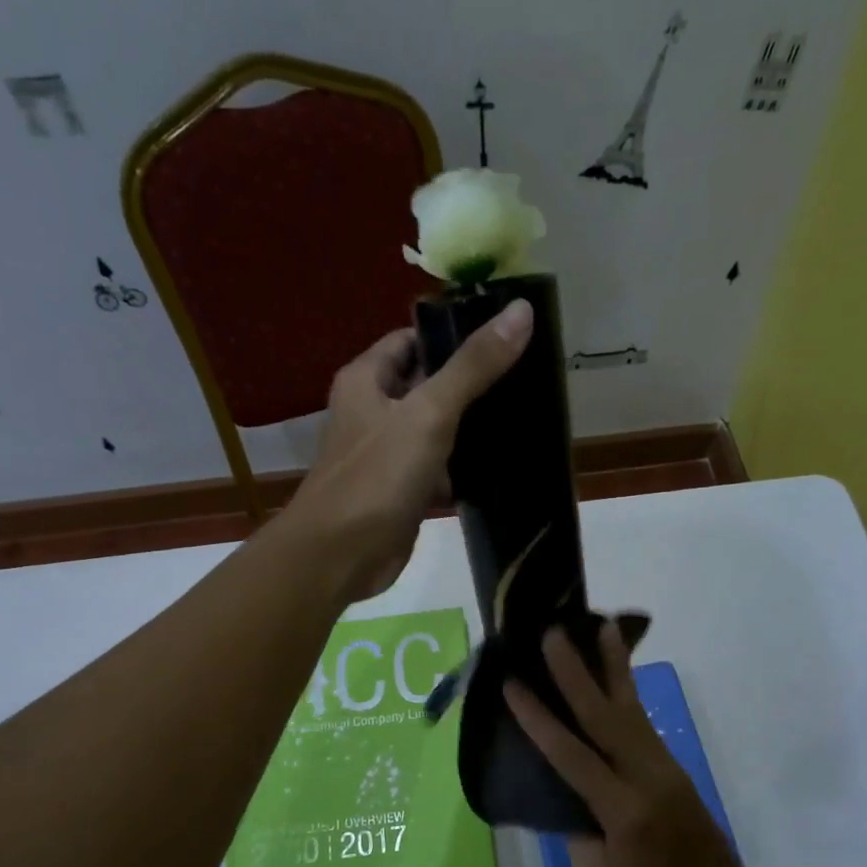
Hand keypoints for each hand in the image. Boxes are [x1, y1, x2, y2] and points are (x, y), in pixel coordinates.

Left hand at [286, 300, 533, 602]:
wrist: (339, 556)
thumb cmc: (376, 477)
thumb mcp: (428, 413)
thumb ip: (473, 366)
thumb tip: (521, 310)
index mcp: (367, 380)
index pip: (414, 339)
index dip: (455, 334)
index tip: (506, 336)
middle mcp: (373, 411)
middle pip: (429, 385)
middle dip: (471, 384)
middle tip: (527, 378)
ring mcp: (387, 455)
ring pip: (436, 431)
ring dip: (471, 429)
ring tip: (525, 417)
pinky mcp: (401, 493)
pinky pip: (438, 471)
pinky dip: (462, 470)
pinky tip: (502, 467)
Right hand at [504, 621, 754, 866]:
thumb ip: (578, 832)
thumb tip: (568, 796)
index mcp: (621, 808)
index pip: (571, 754)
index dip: (539, 718)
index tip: (513, 684)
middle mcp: (644, 775)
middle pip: (604, 715)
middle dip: (576, 672)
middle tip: (555, 634)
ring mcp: (662, 766)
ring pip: (631, 707)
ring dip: (614, 666)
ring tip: (601, 628)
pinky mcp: (671, 766)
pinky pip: (642, 720)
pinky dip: (627, 691)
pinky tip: (617, 673)